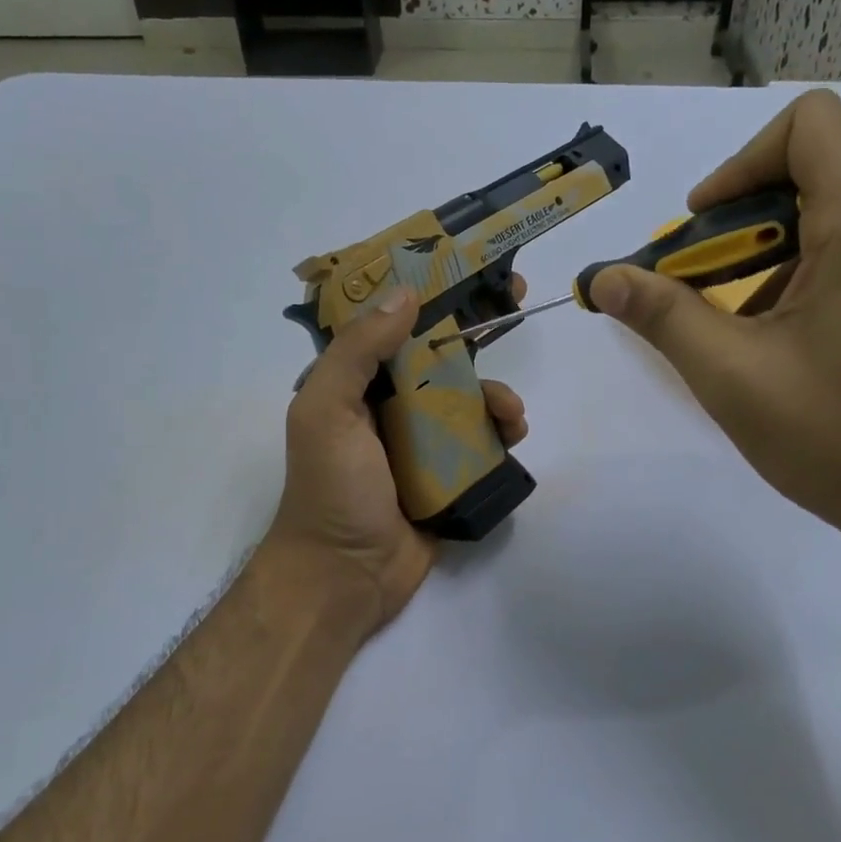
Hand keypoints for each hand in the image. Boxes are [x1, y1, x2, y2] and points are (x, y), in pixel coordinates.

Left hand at [266, 283, 528, 636]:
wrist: (345, 577)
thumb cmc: (330, 489)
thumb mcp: (327, 411)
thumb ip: (357, 352)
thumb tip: (406, 294)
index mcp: (354, 383)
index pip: (391, 323)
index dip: (425, 290)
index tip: (463, 264)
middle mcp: (388, 404)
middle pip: (437, 353)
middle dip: (474, 327)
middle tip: (513, 299)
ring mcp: (420, 441)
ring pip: (466, 397)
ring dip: (493, 393)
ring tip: (509, 412)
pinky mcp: (448, 475)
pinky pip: (480, 441)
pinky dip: (500, 432)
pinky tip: (513, 435)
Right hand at [589, 89, 840, 550]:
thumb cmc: (839, 440)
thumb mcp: (732, 377)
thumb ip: (662, 315)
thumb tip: (602, 279)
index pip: (810, 126)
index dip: (740, 164)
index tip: (703, 230)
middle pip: (818, 183)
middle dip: (744, 232)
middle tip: (704, 298)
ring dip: (780, 268)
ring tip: (751, 341)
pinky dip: (823, 289)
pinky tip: (807, 360)